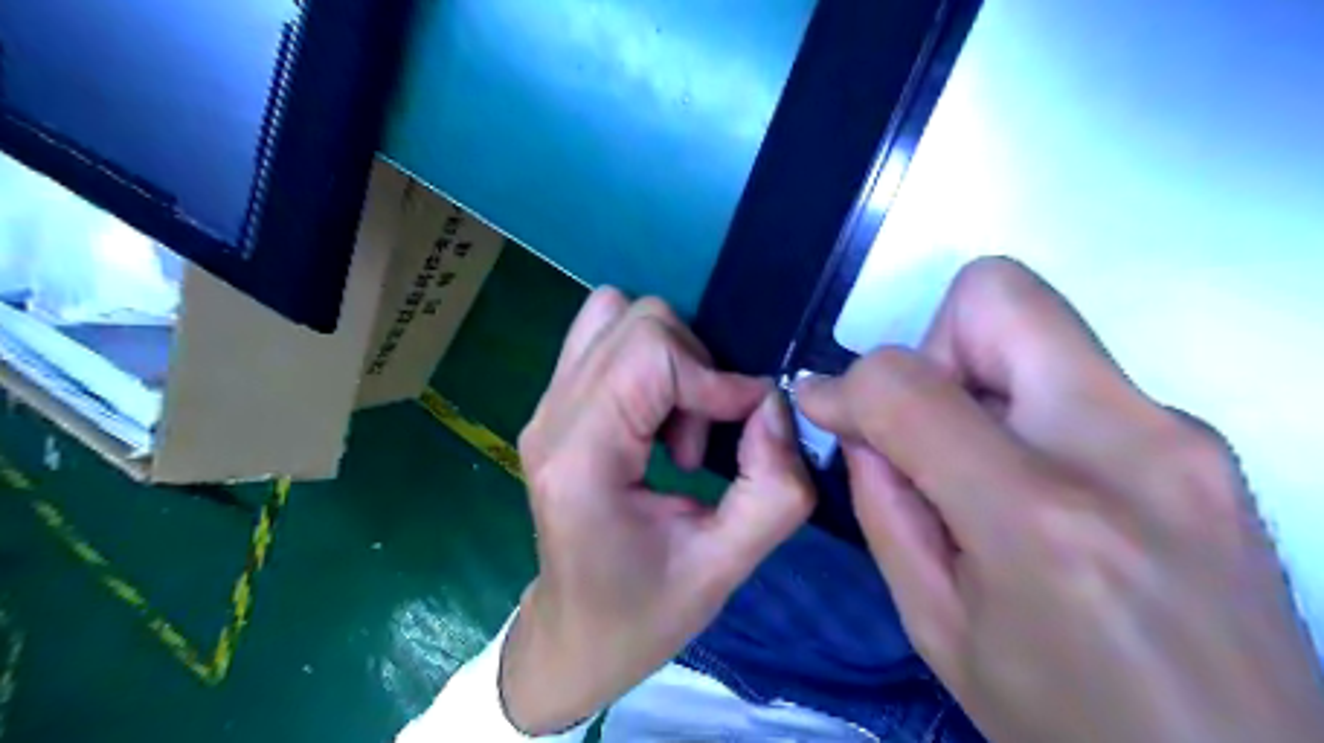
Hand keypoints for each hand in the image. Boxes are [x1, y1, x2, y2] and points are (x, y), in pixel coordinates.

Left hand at [506, 287, 817, 734]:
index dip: (715, 377)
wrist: (574, 635)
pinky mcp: (554, 407)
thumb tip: (775, 404)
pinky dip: (649, 362)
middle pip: (634, 321)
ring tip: (679, 426)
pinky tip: (658, 420)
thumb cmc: (642, 614)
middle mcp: (551, 417)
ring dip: (670, 357)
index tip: (749, 424)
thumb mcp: (725, 568)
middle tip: (703, 436)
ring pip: (616, 317)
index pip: (649, 353)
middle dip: (693, 366)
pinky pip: (605, 340)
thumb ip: (772, 489)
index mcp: (581, 458)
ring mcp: (545, 407)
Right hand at [796, 258, 1323, 742]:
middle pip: (995, 295)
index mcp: (1040, 519)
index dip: (848, 386)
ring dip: (976, 377)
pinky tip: (1031, 482)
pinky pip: (1077, 373)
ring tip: (977, 466)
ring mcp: (1182, 435)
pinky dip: (1024, 405)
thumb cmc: (1064, 723)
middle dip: (931, 346)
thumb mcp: (936, 625)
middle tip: (926, 428)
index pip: (906, 383)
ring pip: (1038, 324)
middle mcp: (1126, 449)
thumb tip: (856, 420)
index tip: (829, 411)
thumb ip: (884, 504)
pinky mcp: (1203, 441)